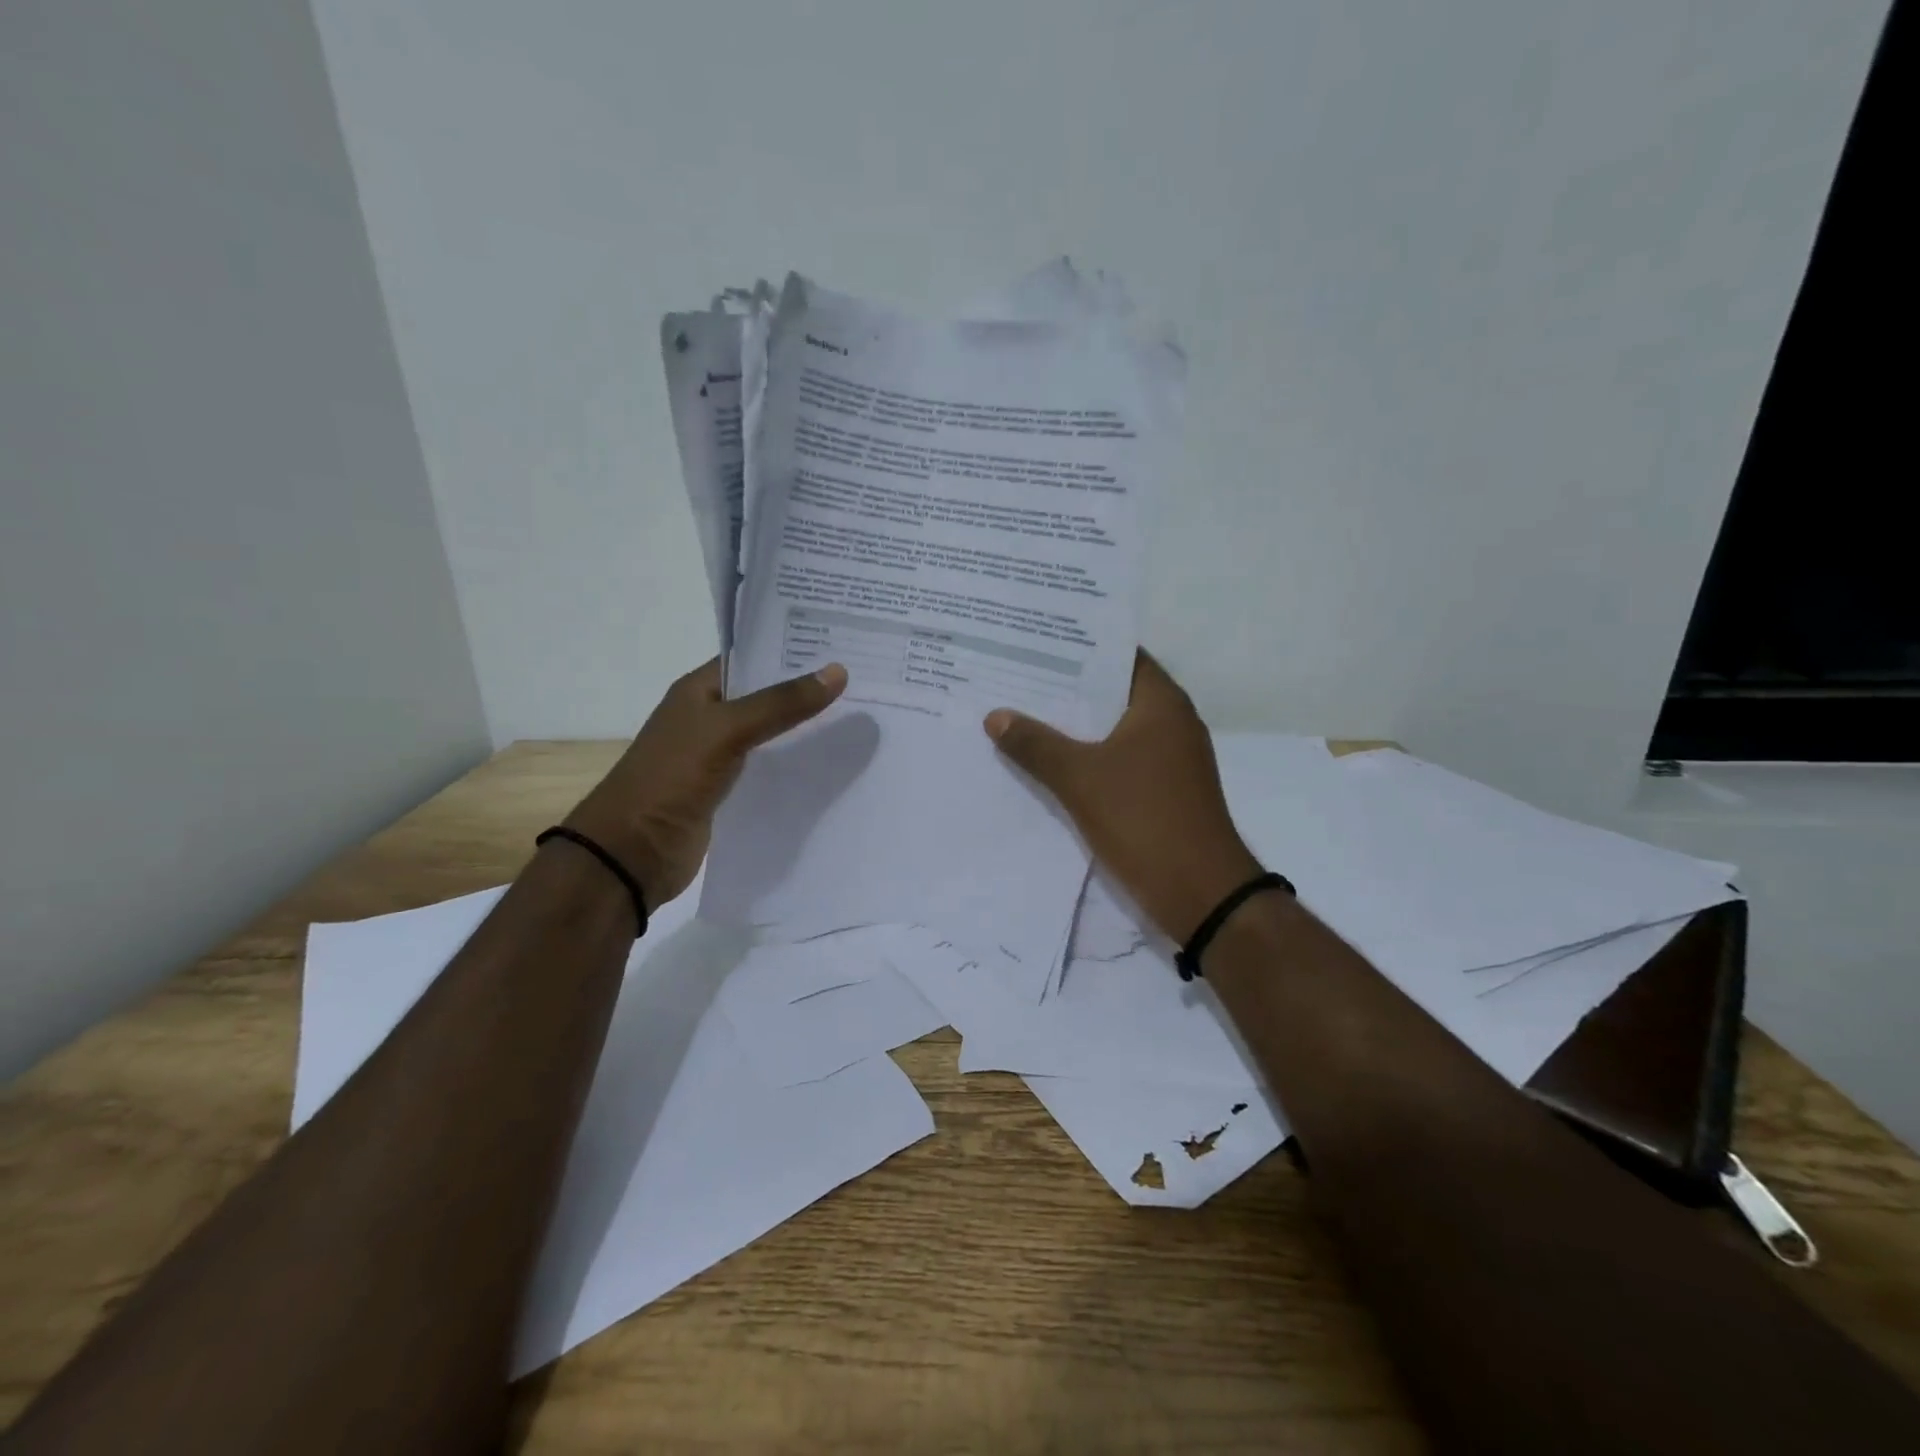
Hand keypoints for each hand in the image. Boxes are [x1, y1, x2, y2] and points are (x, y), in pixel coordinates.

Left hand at [565, 658, 846, 908]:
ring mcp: (718, 756)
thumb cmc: (671, 777)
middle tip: (861, 677)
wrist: (634, 851)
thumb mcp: (727, 730)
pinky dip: (795, 763)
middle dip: (806, 688)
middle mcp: (708, 718)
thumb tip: (838, 672)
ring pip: (770, 733)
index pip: (750, 657)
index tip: (841, 644)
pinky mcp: (728, 791)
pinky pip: (768, 768)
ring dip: (804, 727)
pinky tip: (831, 761)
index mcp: (698, 691)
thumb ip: (781, 703)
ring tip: (858, 714)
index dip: (791, 649)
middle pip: (764, 695)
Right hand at [984, 652, 1262, 943]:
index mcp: (1161, 704)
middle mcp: (1171, 723)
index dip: (1078, 648)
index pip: (1118, 656)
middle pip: (1112, 693)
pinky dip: (1086, 759)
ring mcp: (1169, 761)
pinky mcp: (1162, 793)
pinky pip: (1117, 762)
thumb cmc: (1144, 820)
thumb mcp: (1080, 778)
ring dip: (1073, 727)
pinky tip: (1046, 764)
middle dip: (1066, 689)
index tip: (1035, 643)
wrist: (1200, 894)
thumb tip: (995, 715)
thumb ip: (1036, 745)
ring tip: (1020, 715)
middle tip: (1014, 677)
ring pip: (1112, 731)